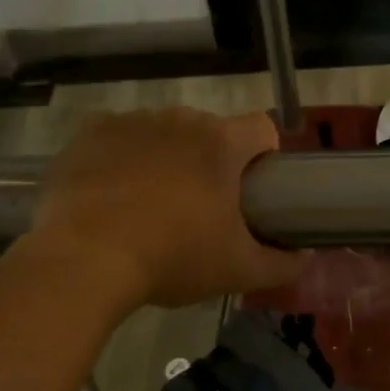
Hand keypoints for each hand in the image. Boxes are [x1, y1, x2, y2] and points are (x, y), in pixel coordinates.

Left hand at [15, 108, 304, 308]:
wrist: (82, 261)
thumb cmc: (171, 259)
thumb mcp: (237, 271)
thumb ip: (283, 264)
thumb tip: (307, 258)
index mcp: (222, 144)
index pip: (262, 128)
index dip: (264, 154)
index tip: (252, 188)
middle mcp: (181, 119)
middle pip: (211, 131)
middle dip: (211, 160)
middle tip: (199, 206)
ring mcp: (133, 121)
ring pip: (164, 131)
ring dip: (167, 155)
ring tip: (150, 201)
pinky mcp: (90, 132)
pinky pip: (118, 133)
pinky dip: (122, 153)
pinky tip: (113, 188)